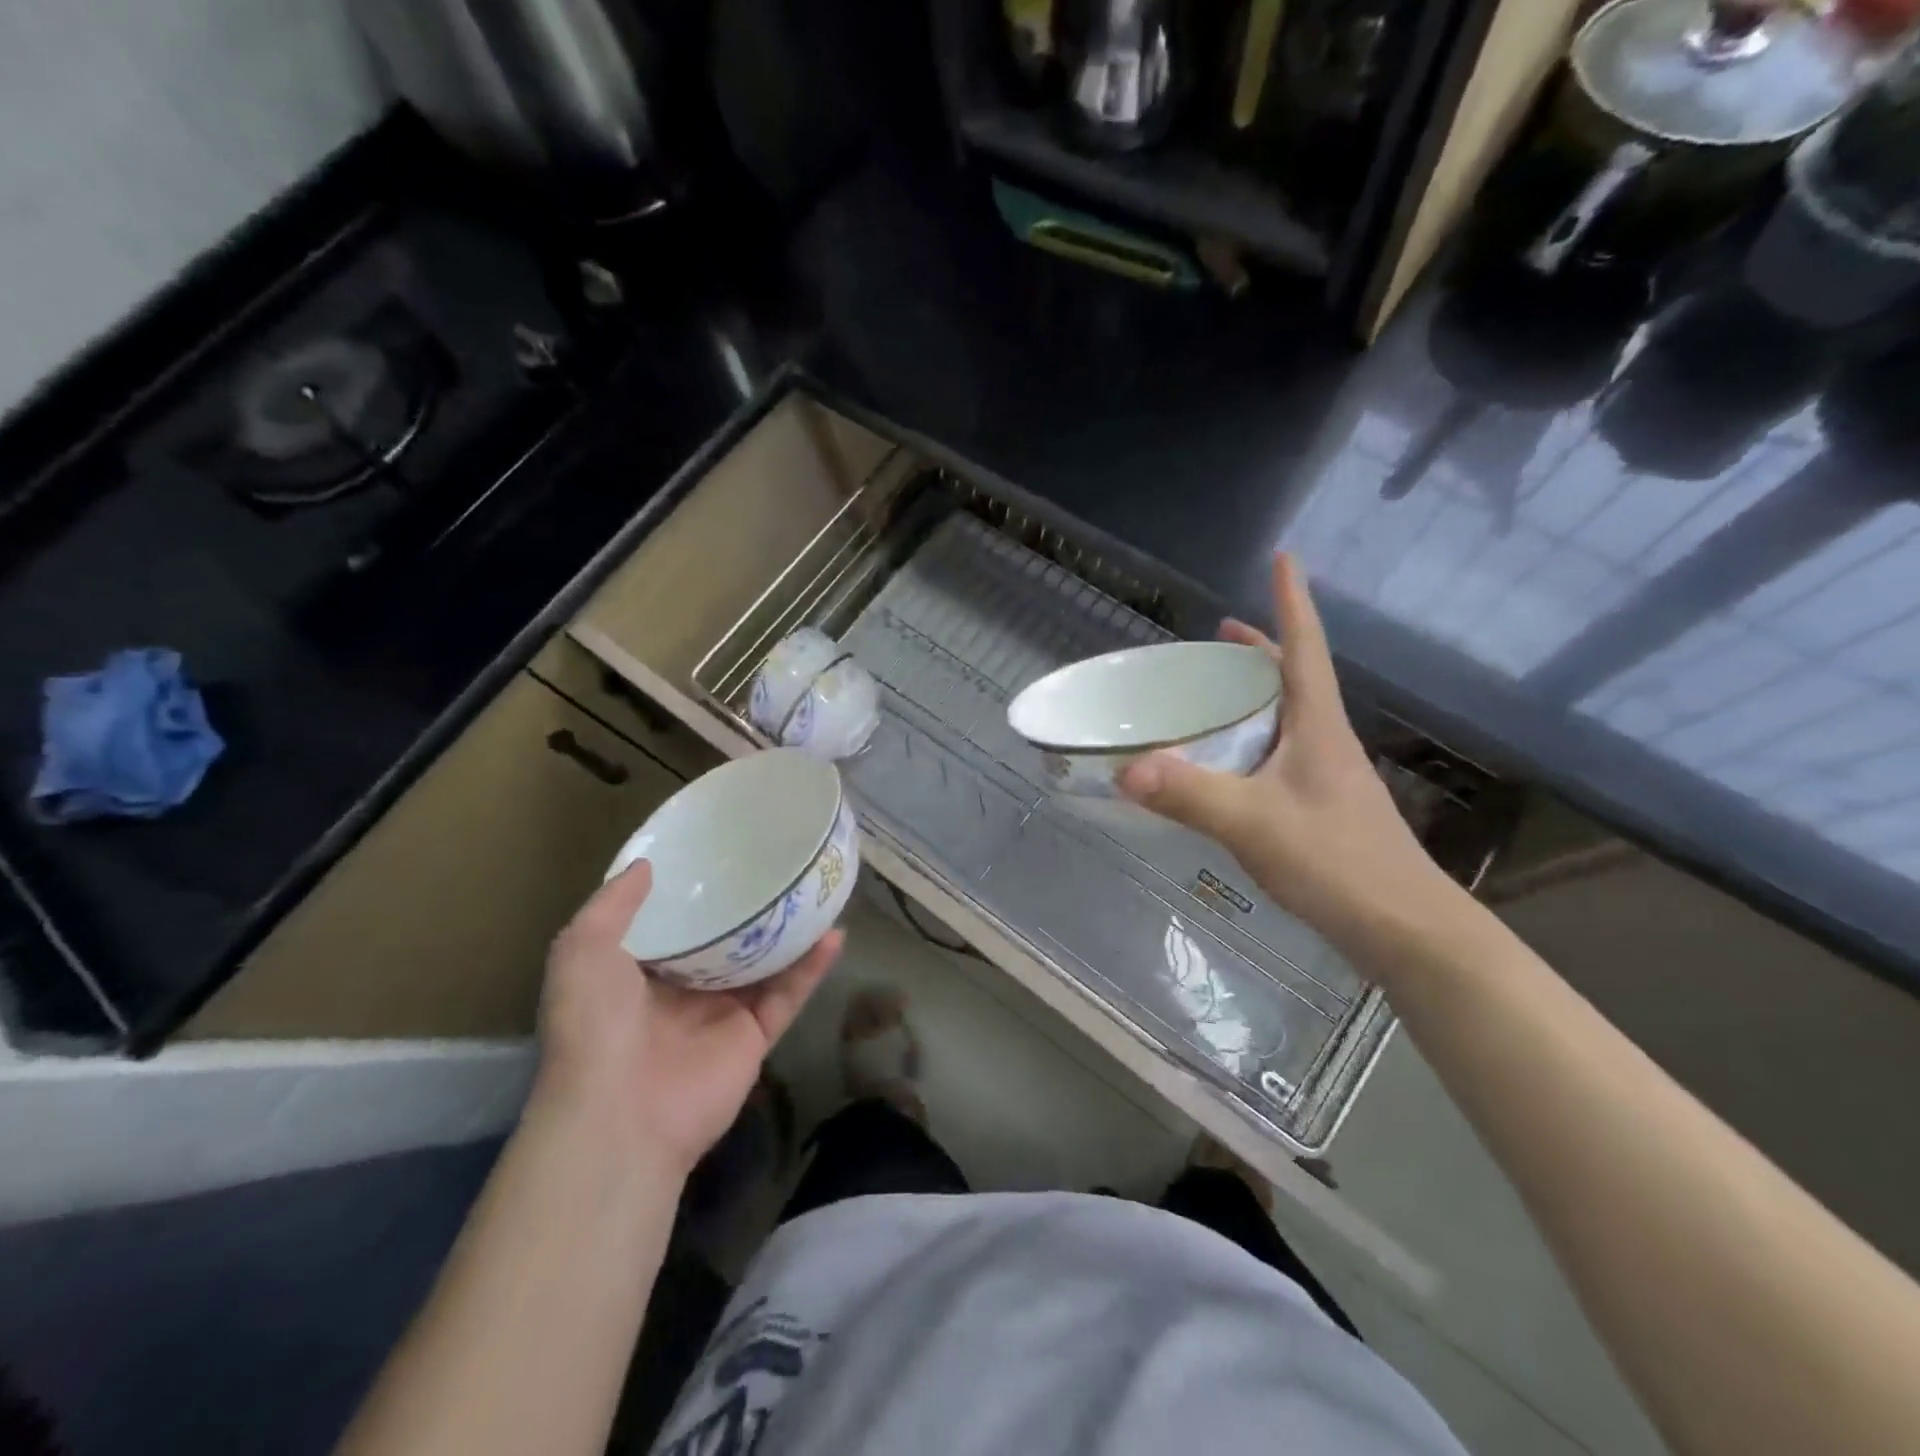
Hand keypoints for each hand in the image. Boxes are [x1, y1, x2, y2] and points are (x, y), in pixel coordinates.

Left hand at [535, 862, 842, 1178]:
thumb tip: (646, 865)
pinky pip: (789, 993)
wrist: (620, 1115)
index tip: (717, 853)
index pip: (671, 924)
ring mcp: (721, 1015)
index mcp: (638, 973)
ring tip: (815, 891)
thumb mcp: (582, 951)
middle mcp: (682, 991)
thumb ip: (612, 905)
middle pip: (724, 941)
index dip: (692, 891)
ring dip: (790, 932)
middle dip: (747, 908)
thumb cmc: (595, 1026)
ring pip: (764, 964)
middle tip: (776, 864)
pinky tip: (835, 932)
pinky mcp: (754, 1036)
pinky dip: (812, 966)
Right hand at [1120, 554, 1457, 961]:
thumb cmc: (1337, 862)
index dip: (1292, 600)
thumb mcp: (1254, 824)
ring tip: (1214, 690)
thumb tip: (1125, 769)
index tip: (1285, 556)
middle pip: (1293, 677)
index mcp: (1316, 726)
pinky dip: (1249, 740)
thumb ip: (1190, 795)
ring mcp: (1325, 775)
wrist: (1403, 930)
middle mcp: (1323, 740)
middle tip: (1219, 632)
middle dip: (1259, 647)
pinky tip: (1226, 764)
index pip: (1305, 647)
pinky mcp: (1318, 807)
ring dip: (1253, 694)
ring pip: (1285, 717)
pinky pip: (1277, 754)